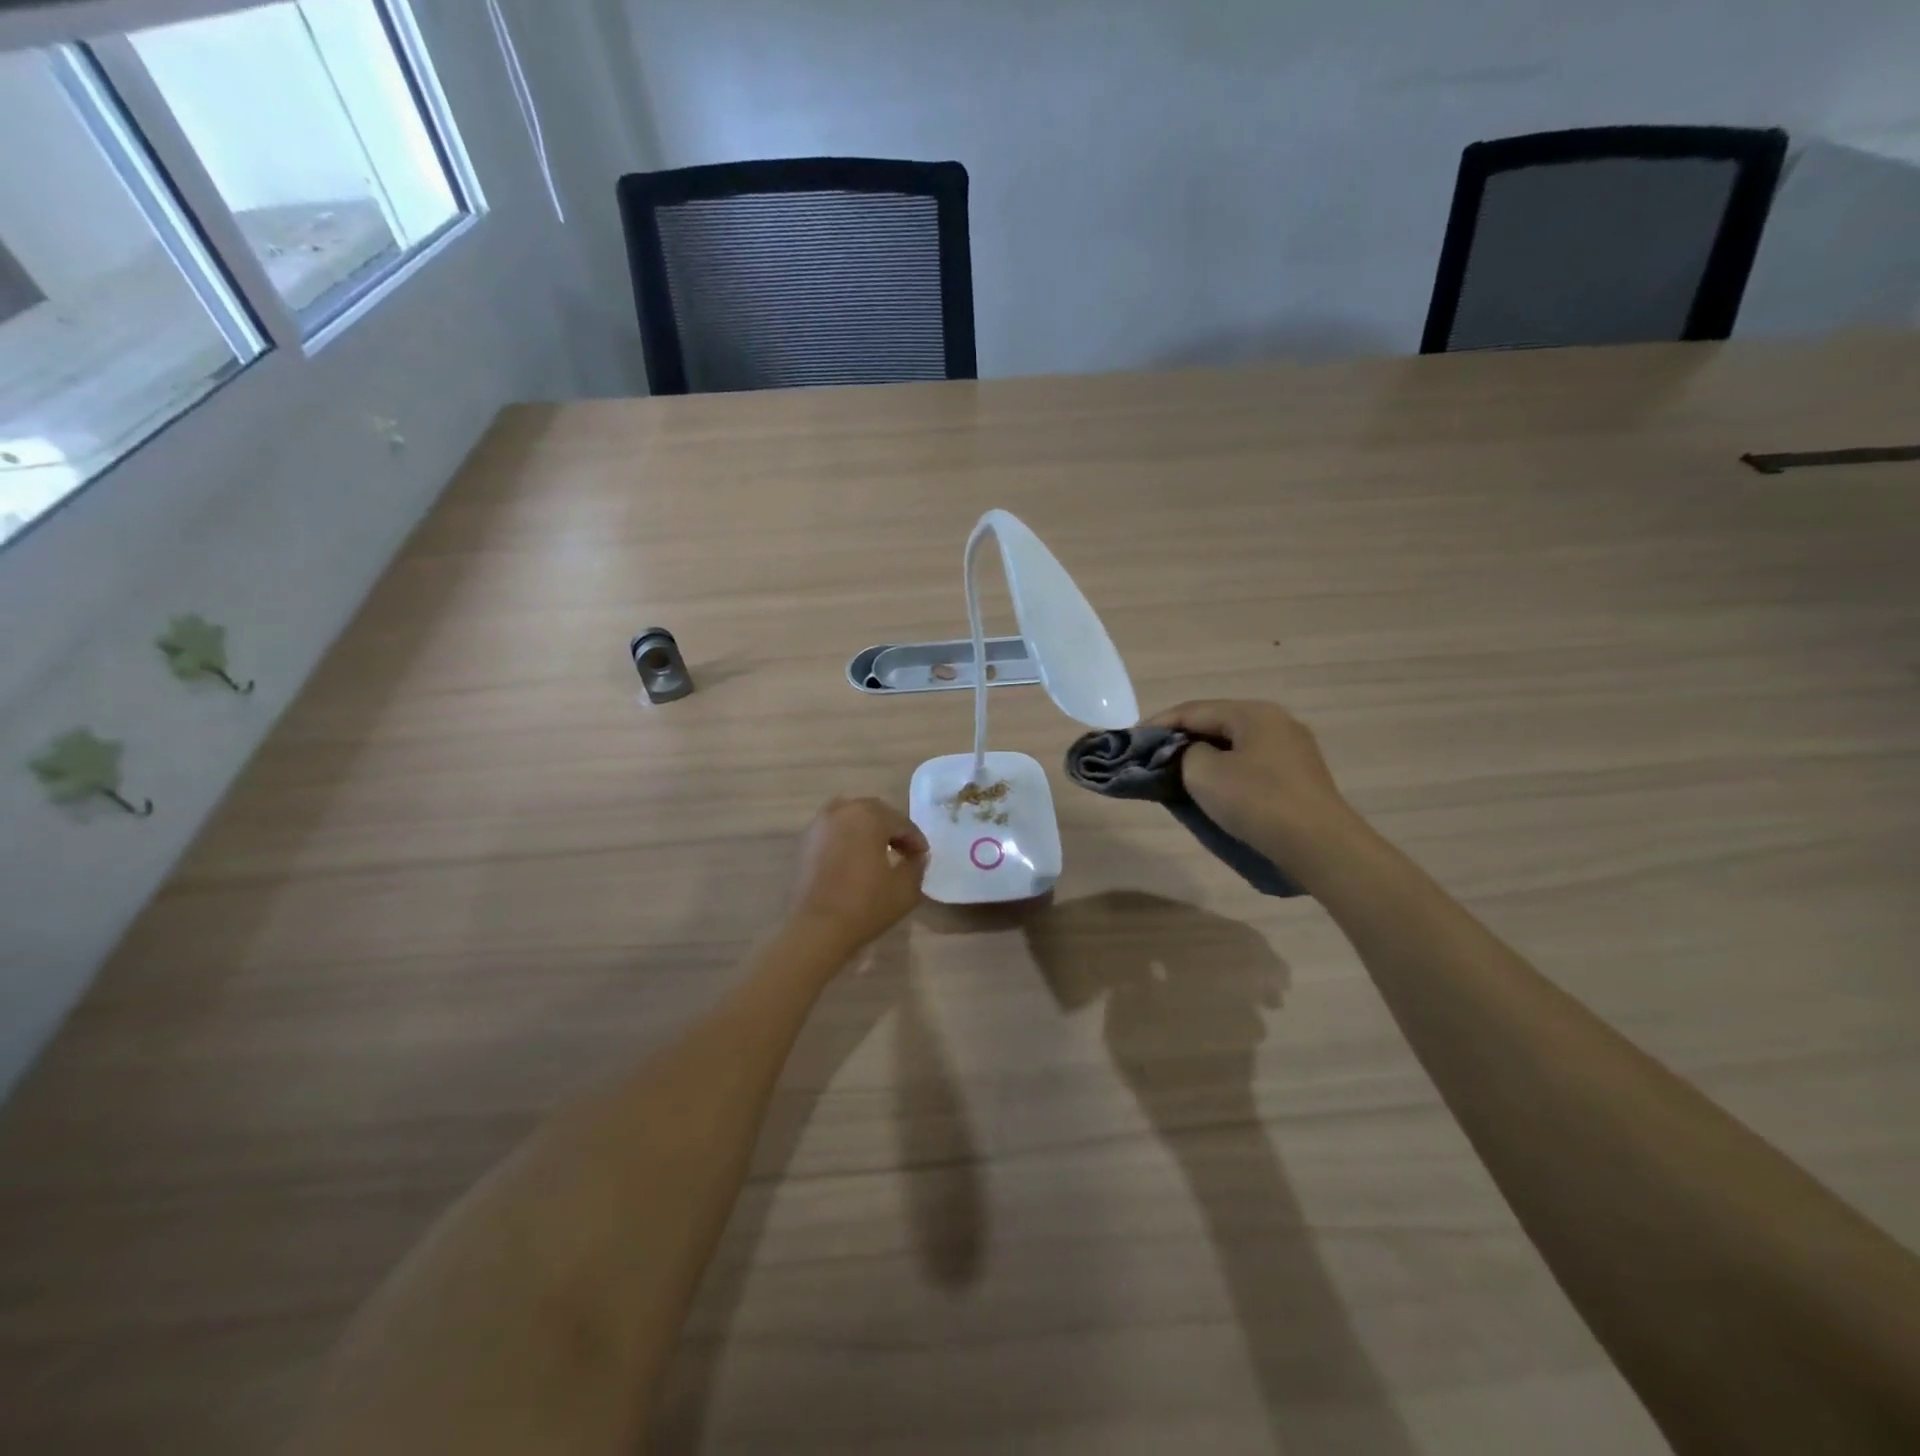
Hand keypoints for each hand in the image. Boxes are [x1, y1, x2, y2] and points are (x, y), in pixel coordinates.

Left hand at [790, 797, 928, 952]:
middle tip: (904, 852)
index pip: (901, 822)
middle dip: (892, 830)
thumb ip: (917, 866)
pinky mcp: (805, 841)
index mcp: (869, 816)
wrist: (816, 928)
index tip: (922, 857)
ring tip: (878, 854)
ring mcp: (820, 825)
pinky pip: (834, 831)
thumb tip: (917, 857)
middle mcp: (842, 811)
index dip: (916, 840)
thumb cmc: (865, 905)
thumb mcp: (905, 888)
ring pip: (851, 818)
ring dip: (868, 831)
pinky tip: (854, 861)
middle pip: (875, 813)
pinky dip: (847, 839)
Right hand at [1147, 700, 1359, 858]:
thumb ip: (1184, 754)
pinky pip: (1251, 764)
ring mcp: (1293, 749)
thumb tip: (1192, 754)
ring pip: (1235, 745)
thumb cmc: (1256, 801)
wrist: (1320, 846)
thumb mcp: (1203, 773)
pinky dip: (1226, 771)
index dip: (1158, 724)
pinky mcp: (1300, 777)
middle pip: (1216, 724)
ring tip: (1177, 773)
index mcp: (1253, 712)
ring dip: (1204, 756)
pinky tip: (1214, 788)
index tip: (1131, 740)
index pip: (1193, 710)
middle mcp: (1276, 722)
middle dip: (1181, 739)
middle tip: (1152, 757)